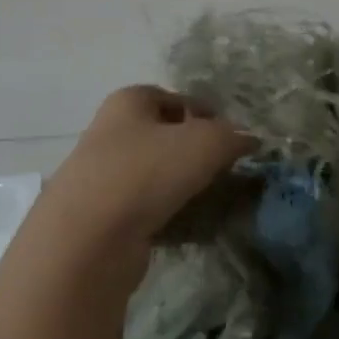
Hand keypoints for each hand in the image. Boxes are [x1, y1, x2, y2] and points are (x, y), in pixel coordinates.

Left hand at [26, 86, 251, 283]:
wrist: (87, 241)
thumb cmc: (146, 173)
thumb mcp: (205, 142)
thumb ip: (233, 136)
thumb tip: (250, 139)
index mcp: (128, 102)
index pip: (174, 97)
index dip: (205, 112)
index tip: (232, 137)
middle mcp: (111, 132)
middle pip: (164, 136)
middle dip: (196, 151)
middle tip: (227, 170)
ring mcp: (103, 177)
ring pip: (154, 174)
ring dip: (182, 186)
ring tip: (213, 201)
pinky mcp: (103, 218)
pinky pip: (146, 209)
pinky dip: (168, 216)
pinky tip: (190, 228)